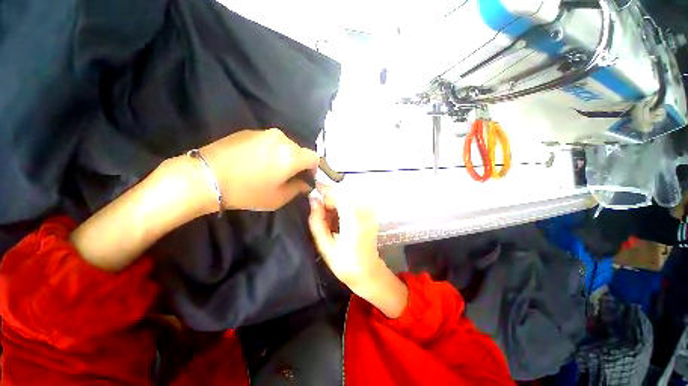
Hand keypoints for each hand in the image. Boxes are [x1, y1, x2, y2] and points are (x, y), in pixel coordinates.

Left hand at [199, 129, 318, 210]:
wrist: (205, 177)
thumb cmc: (247, 191)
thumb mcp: (278, 198)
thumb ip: (298, 189)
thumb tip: (306, 184)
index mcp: (292, 155)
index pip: (315, 158)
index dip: (314, 169)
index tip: (306, 178)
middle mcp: (282, 139)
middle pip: (300, 150)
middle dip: (298, 163)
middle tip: (287, 176)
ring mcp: (265, 133)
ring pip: (285, 145)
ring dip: (284, 156)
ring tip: (270, 168)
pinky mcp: (250, 131)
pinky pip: (269, 141)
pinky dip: (270, 150)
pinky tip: (256, 161)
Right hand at [308, 185, 407, 317]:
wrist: (368, 272)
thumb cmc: (345, 264)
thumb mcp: (325, 245)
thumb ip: (317, 221)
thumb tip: (313, 200)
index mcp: (354, 220)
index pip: (340, 195)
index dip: (326, 188)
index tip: (313, 186)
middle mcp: (364, 212)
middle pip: (344, 193)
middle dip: (329, 197)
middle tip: (318, 209)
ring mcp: (369, 212)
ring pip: (348, 196)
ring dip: (335, 201)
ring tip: (326, 216)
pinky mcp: (370, 213)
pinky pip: (353, 202)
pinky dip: (342, 205)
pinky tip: (336, 217)